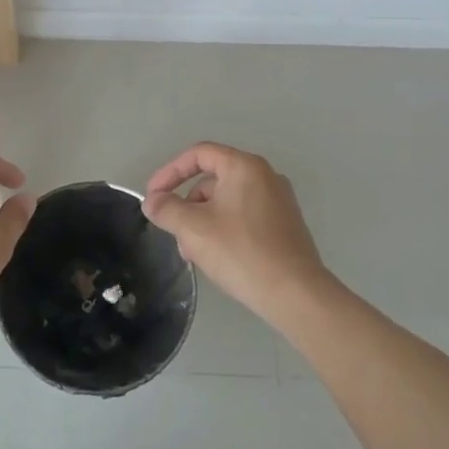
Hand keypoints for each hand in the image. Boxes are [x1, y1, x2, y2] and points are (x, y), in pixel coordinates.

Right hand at [142, 143, 329, 321]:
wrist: (296, 294)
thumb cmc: (241, 252)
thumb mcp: (193, 228)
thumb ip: (166, 209)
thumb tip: (153, 202)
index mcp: (244, 167)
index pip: (198, 154)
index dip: (170, 172)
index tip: (153, 196)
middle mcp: (265, 176)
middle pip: (212, 180)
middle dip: (186, 205)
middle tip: (174, 233)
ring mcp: (279, 201)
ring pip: (227, 202)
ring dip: (203, 222)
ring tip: (193, 253)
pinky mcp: (285, 226)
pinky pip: (244, 217)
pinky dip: (224, 230)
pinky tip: (216, 258)